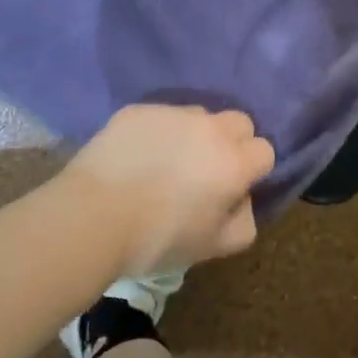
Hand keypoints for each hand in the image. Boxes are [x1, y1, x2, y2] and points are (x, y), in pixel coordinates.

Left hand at [63, 105, 275, 274]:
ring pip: (199, 115)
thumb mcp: (212, 247)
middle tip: (206, 170)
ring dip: (194, 134)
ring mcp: (172, 113)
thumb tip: (242, 199)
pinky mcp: (139, 110)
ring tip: (167, 162)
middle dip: (232, 142)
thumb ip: (243, 222)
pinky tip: (137, 157)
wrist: (93, 216)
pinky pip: (161, 116)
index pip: (264, 150)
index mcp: (234, 162)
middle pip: (239, 122)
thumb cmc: (158, 238)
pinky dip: (158, 132)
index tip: (233, 187)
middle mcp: (210, 128)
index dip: (252, 169)